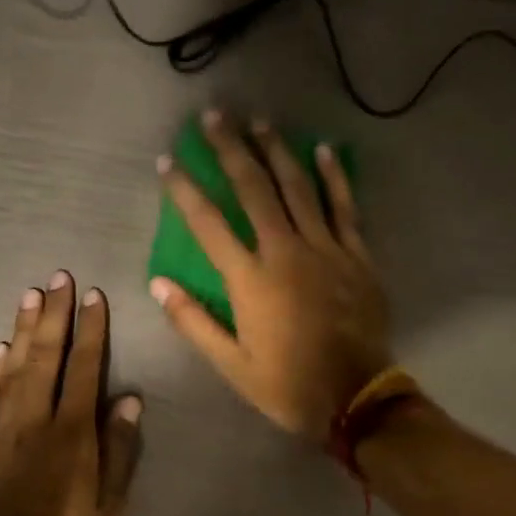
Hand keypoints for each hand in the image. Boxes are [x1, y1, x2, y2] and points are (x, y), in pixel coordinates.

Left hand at [0, 272, 143, 515]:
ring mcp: (1, 435)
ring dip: (22, 330)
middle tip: (58, 277)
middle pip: (45, 357)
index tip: (94, 296)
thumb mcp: (111, 510)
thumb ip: (119, 452)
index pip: (84, 369)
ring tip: (29, 295)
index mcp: (72, 437)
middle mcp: (33, 425)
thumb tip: (128, 400)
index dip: (91, 330)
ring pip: (12, 370)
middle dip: (53, 315)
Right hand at [153, 112, 392, 443]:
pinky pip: (344, 206)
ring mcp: (326, 249)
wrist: (356, 398)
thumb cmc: (287, 384)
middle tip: (215, 117)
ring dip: (276, 151)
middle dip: (231, 150)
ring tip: (259, 121)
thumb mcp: (231, 365)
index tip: (169, 162)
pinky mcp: (357, 255)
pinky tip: (323, 150)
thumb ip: (194, 322)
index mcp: (250, 280)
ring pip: (298, 187)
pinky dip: (333, 177)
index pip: (209, 224)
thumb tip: (158, 284)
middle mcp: (286, 252)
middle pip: (254, 189)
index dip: (185, 190)